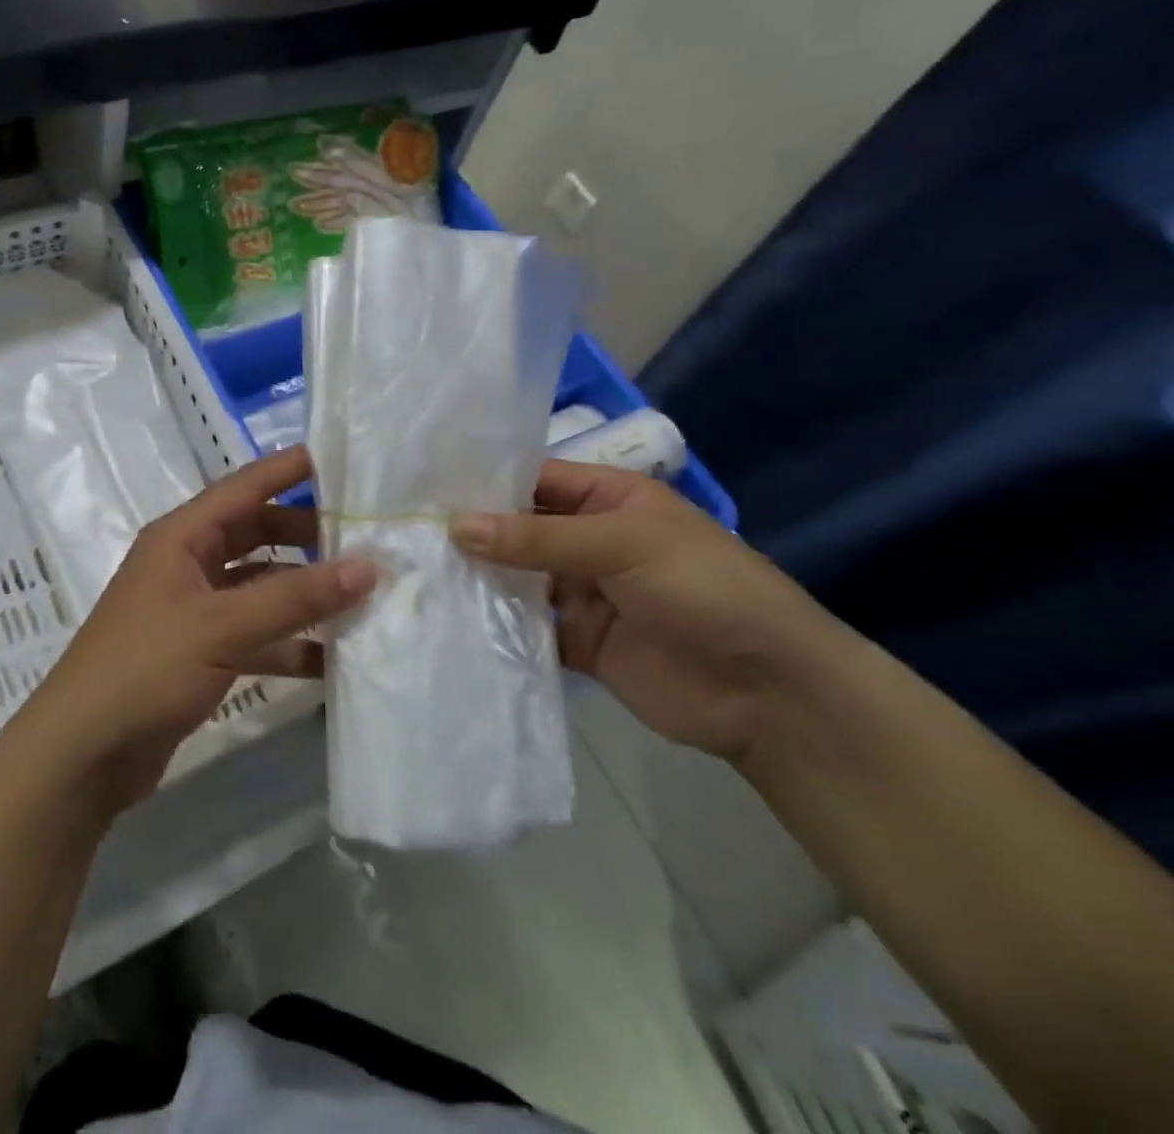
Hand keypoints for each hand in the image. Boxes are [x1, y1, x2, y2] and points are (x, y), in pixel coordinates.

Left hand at [25, 446, 376, 806]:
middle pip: (255, 534)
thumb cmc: (145, 669)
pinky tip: (332, 659)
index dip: (288, 469)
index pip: (243, 487)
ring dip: (303, 593)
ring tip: (363, 595)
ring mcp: (192, 610)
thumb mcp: (222, 627)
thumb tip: (368, 565)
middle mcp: (186, 564)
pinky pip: (254, 634)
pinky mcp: (199, 653)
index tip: (341, 457)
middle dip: (306, 535)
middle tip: (365, 536)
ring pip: (259, 587)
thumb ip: (295, 597)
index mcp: (180, 537)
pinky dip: (288, 643)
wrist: (83, 753)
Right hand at [451, 460, 859, 762]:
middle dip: (470, 532)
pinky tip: (447, 621)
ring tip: (413, 574)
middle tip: (403, 532)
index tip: (421, 488)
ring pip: (515, 578)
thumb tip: (455, 525)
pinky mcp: (575, 642)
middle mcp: (586, 540)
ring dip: (476, 578)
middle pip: (516, 530)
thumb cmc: (704, 589)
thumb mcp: (623, 545)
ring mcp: (580, 592)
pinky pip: (525, 626)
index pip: (532, 480)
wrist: (770, 692)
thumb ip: (537, 538)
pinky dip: (493, 625)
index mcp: (605, 500)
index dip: (483, 482)